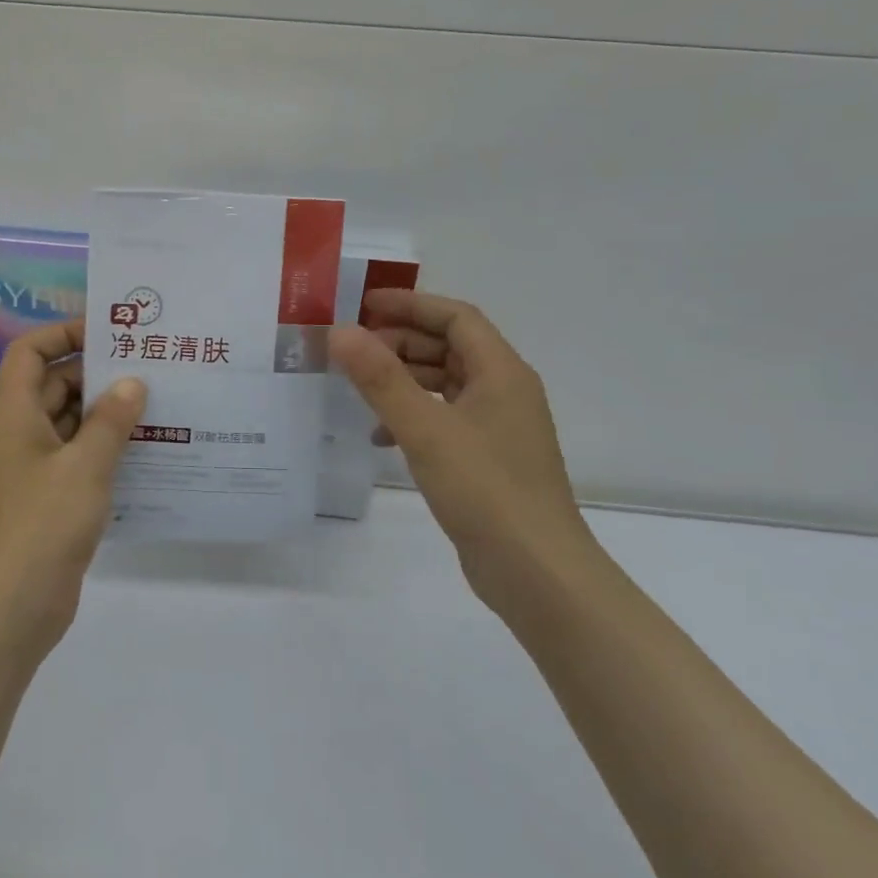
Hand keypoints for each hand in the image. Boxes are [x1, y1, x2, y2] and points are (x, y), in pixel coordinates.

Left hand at [0, 320, 146, 655]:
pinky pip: (77, 460)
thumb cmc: (41, 525)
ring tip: (160, 405)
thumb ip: (111, 421)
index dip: (62, 333)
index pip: (29, 352)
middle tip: (150, 369)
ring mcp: (32, 470)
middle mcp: (19, 434)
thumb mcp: (84, 467)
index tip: (108, 333)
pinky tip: (147, 453)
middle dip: (98, 375)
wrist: (8, 609)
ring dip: (106, 415)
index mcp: (14, 414)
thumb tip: (132, 382)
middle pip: (55, 386)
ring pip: (70, 425)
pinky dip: (105, 451)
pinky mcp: (48, 500)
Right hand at [328, 292, 593, 610]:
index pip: (456, 317)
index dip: (411, 304)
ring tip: (358, 387)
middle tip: (352, 348)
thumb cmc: (485, 489)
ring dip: (403, 379)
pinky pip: (444, 418)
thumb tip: (340, 331)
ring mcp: (498, 428)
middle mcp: (505, 392)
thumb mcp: (425, 428)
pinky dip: (412, 415)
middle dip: (400, 342)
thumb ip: (380, 378)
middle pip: (449, 347)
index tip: (363, 305)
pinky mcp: (487, 460)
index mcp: (502, 372)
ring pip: (445, 384)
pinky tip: (381, 436)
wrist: (537, 573)